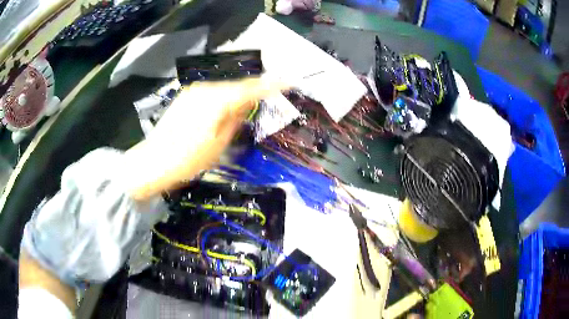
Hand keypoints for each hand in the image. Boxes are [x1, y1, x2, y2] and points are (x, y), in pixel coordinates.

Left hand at [122, 77, 286, 200]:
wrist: (153, 161)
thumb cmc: (188, 159)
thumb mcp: (219, 144)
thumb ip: (235, 119)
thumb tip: (246, 104)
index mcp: (217, 101)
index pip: (251, 89)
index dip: (272, 85)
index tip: (290, 81)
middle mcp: (205, 90)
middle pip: (237, 86)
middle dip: (254, 90)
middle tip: (270, 96)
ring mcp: (193, 92)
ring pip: (224, 89)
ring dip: (237, 95)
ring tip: (247, 106)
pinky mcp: (185, 97)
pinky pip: (212, 93)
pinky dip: (223, 98)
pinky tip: (224, 109)